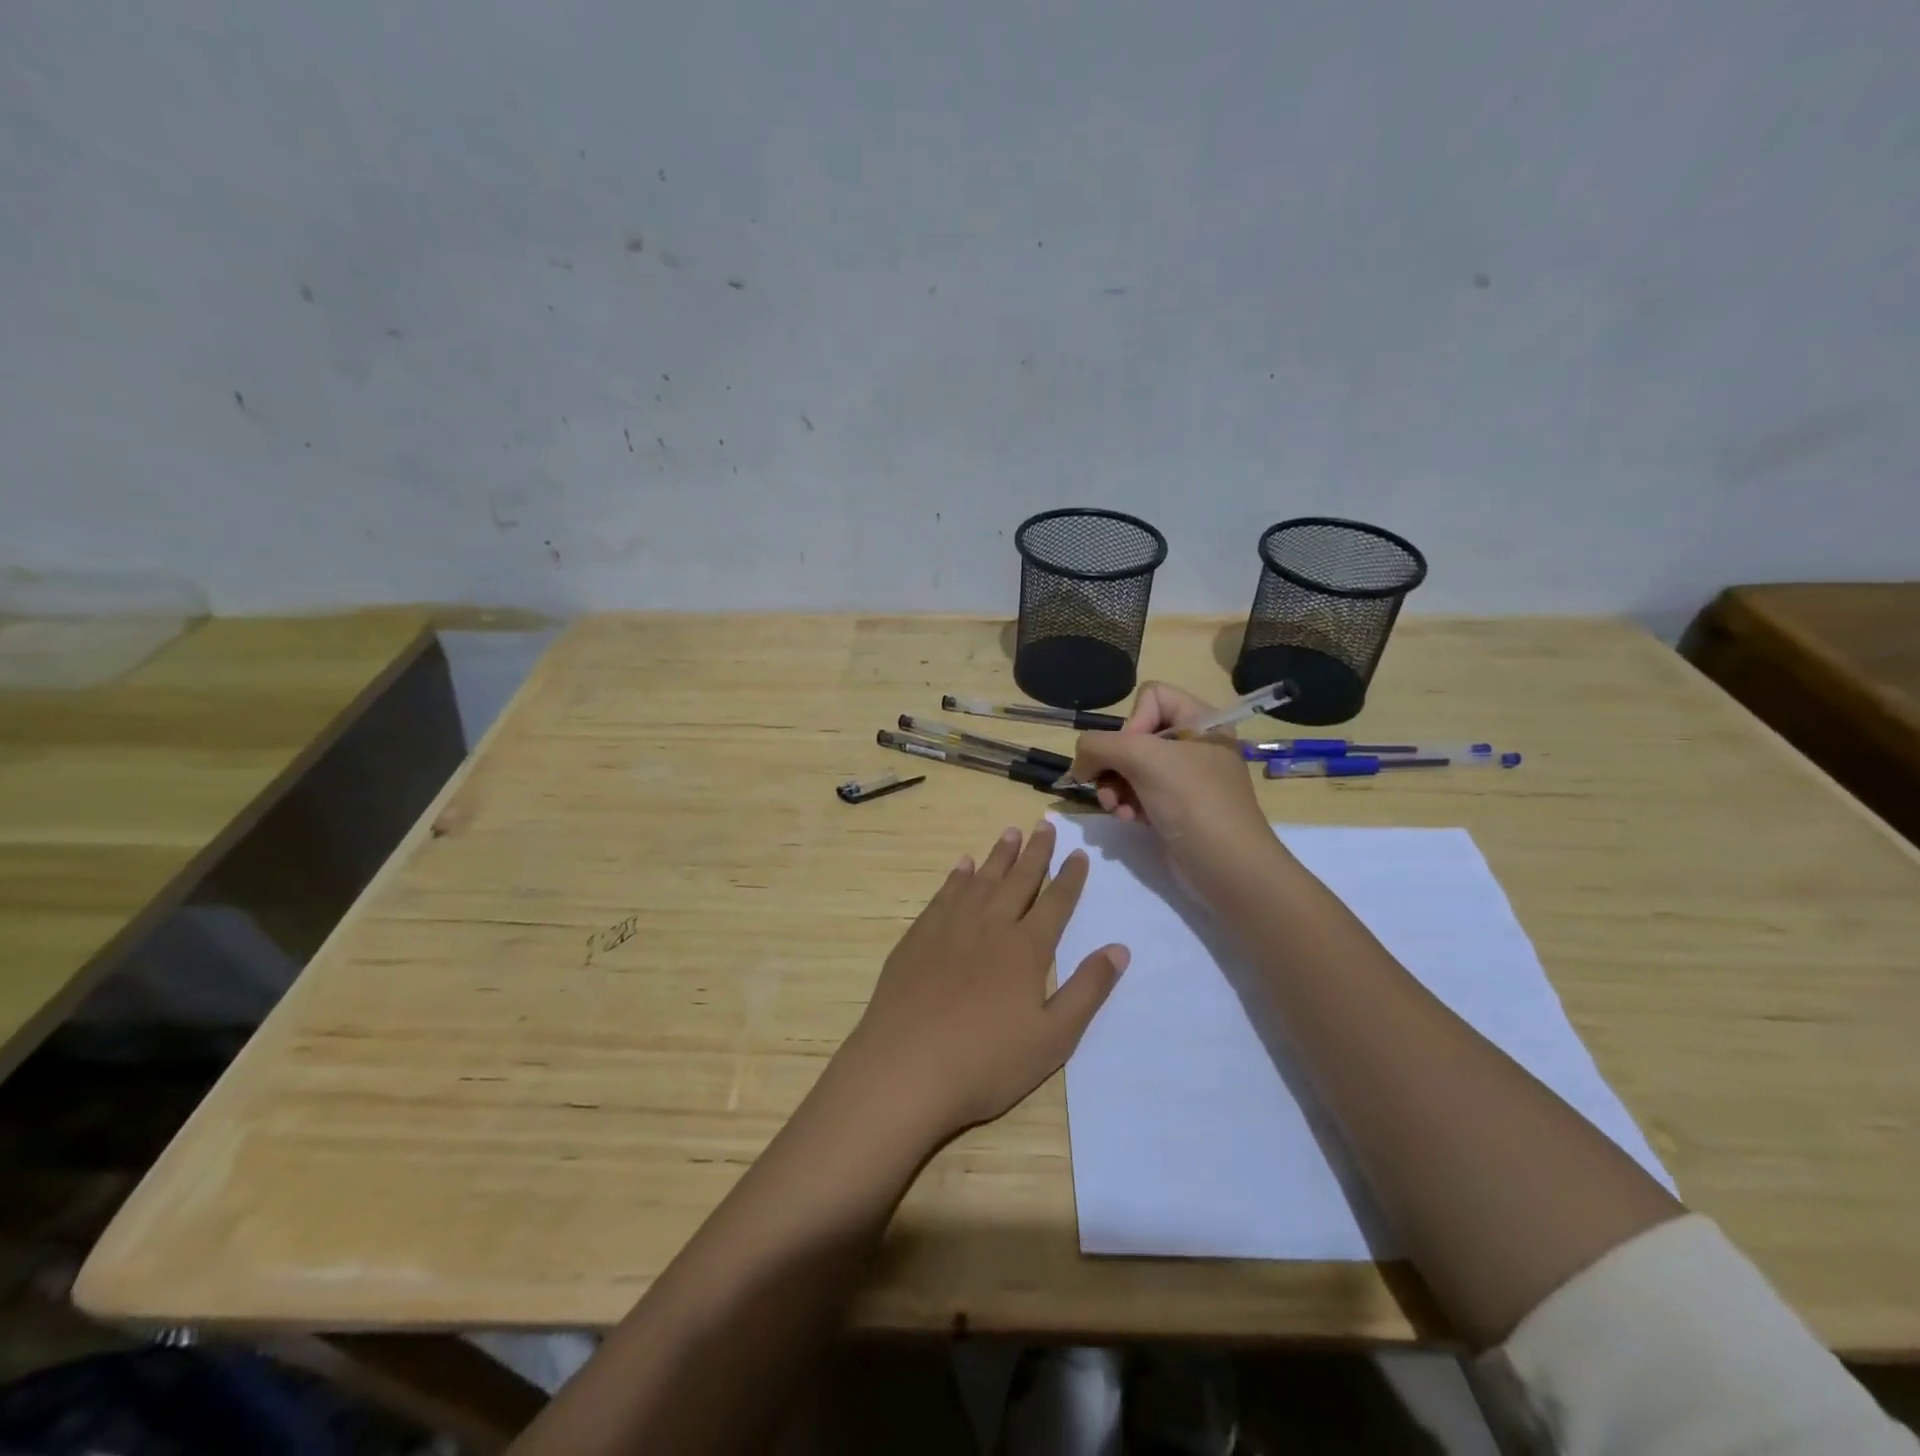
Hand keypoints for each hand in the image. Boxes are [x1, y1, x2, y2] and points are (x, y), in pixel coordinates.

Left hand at [836, 820, 1127, 1141]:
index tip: (1079, 852)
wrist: (905, 1068)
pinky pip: (945, 894)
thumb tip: (1119, 948)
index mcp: (1026, 949)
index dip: (1070, 877)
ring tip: (1010, 832)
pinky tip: (963, 866)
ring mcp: (950, 928)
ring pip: (982, 880)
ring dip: (999, 855)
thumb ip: (1087, 990)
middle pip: (1019, 880)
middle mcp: (990, 926)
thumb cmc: (986, 1062)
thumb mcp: (1053, 1038)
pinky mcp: (918, 937)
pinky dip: (958, 877)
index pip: (1056, 903)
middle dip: (1036, 852)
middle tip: (1045, 825)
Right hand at [1062, 682, 1279, 898]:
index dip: (1132, 722)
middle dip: (1114, 763)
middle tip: (1108, 787)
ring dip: (1114, 787)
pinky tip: (1125, 819)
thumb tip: (1079, 764)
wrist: (1228, 868)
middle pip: (1134, 735)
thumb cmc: (1192, 802)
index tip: (1132, 753)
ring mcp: (1185, 778)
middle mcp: (1194, 744)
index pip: (1151, 697)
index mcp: (1201, 720)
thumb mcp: (1141, 759)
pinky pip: (1137, 793)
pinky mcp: (1176, 807)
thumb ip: (1097, 746)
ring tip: (1114, 808)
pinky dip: (1125, 804)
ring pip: (1130, 767)